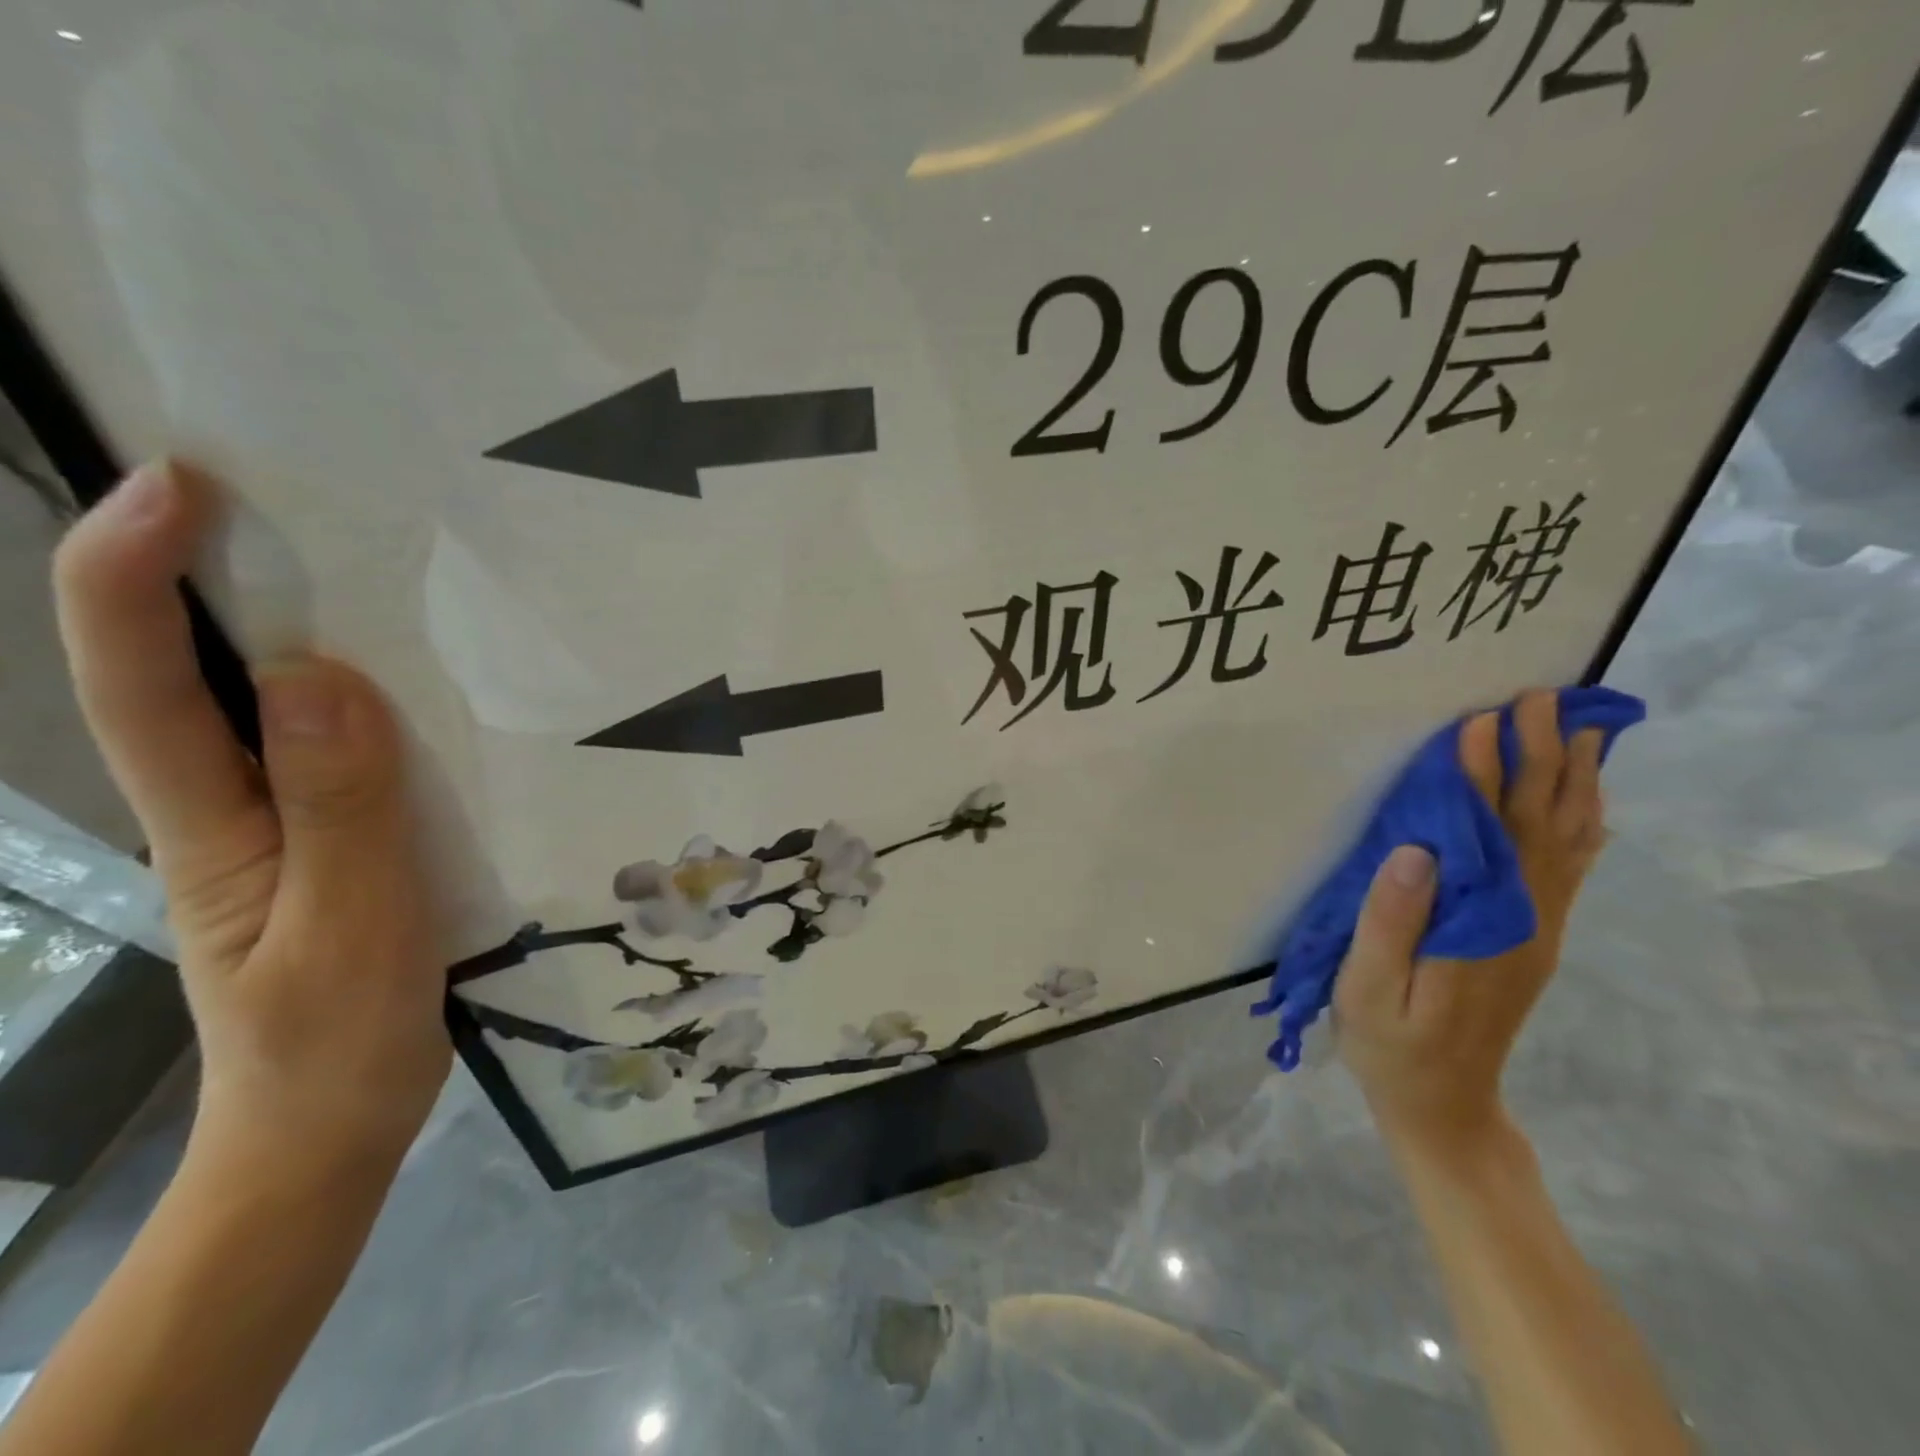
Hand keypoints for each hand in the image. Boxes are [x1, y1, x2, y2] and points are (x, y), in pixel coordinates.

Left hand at [54, 462, 449, 1173]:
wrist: (337, 1125)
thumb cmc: (333, 1043)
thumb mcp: (349, 929)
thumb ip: (340, 810)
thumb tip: (325, 677)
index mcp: (211, 826)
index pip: (146, 686)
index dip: (134, 580)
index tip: (179, 487)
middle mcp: (232, 807)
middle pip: (194, 675)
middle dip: (212, 575)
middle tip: (288, 498)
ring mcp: (288, 825)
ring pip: (274, 710)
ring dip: (302, 629)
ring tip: (372, 573)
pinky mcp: (342, 841)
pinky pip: (348, 752)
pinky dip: (374, 700)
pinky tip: (425, 686)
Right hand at [1335, 690, 1605, 1161]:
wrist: (1444, 1105)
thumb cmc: (1390, 1044)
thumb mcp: (1368, 988)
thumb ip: (1390, 920)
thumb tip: (1415, 847)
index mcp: (1477, 926)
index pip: (1485, 833)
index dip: (1482, 774)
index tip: (1480, 721)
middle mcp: (1522, 918)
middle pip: (1539, 825)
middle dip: (1541, 758)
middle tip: (1539, 700)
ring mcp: (1536, 928)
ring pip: (1566, 842)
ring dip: (1573, 781)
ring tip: (1579, 729)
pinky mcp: (1534, 936)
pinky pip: (1569, 870)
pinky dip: (1583, 825)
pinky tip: (1587, 800)